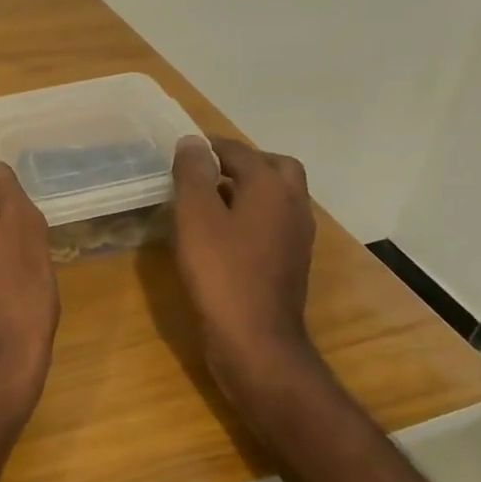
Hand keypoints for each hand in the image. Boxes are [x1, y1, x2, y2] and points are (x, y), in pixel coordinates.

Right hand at [172, 137, 327, 415]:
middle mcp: (293, 205)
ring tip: (210, 198)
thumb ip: (193, 174)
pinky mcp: (291, 262)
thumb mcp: (196, 217)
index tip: (183, 149)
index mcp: (272, 187)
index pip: (240, 151)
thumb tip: (193, 141)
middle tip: (208, 170)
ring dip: (249, 188)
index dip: (210, 146)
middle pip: (273, 167)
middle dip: (242, 162)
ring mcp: (297, 236)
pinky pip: (273, 222)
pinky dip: (252, 214)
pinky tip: (224, 233)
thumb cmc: (221, 273)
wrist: (255, 340)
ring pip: (277, 196)